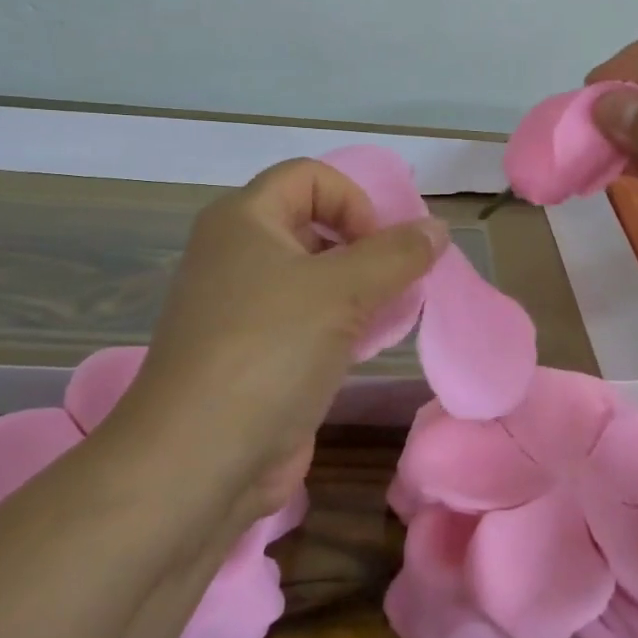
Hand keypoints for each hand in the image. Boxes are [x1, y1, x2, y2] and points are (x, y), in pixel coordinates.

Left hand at [97, 159, 446, 518]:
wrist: (199, 461)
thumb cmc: (268, 351)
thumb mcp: (342, 291)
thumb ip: (397, 254)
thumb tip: (438, 228)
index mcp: (243, 220)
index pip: (310, 176)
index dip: (353, 200)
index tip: (378, 247)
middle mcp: (237, 254)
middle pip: (314, 223)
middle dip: (364, 245)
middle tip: (398, 279)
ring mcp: (244, 307)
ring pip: (315, 276)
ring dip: (360, 287)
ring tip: (391, 313)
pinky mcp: (256, 353)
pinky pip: (309, 318)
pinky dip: (343, 322)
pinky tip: (368, 346)